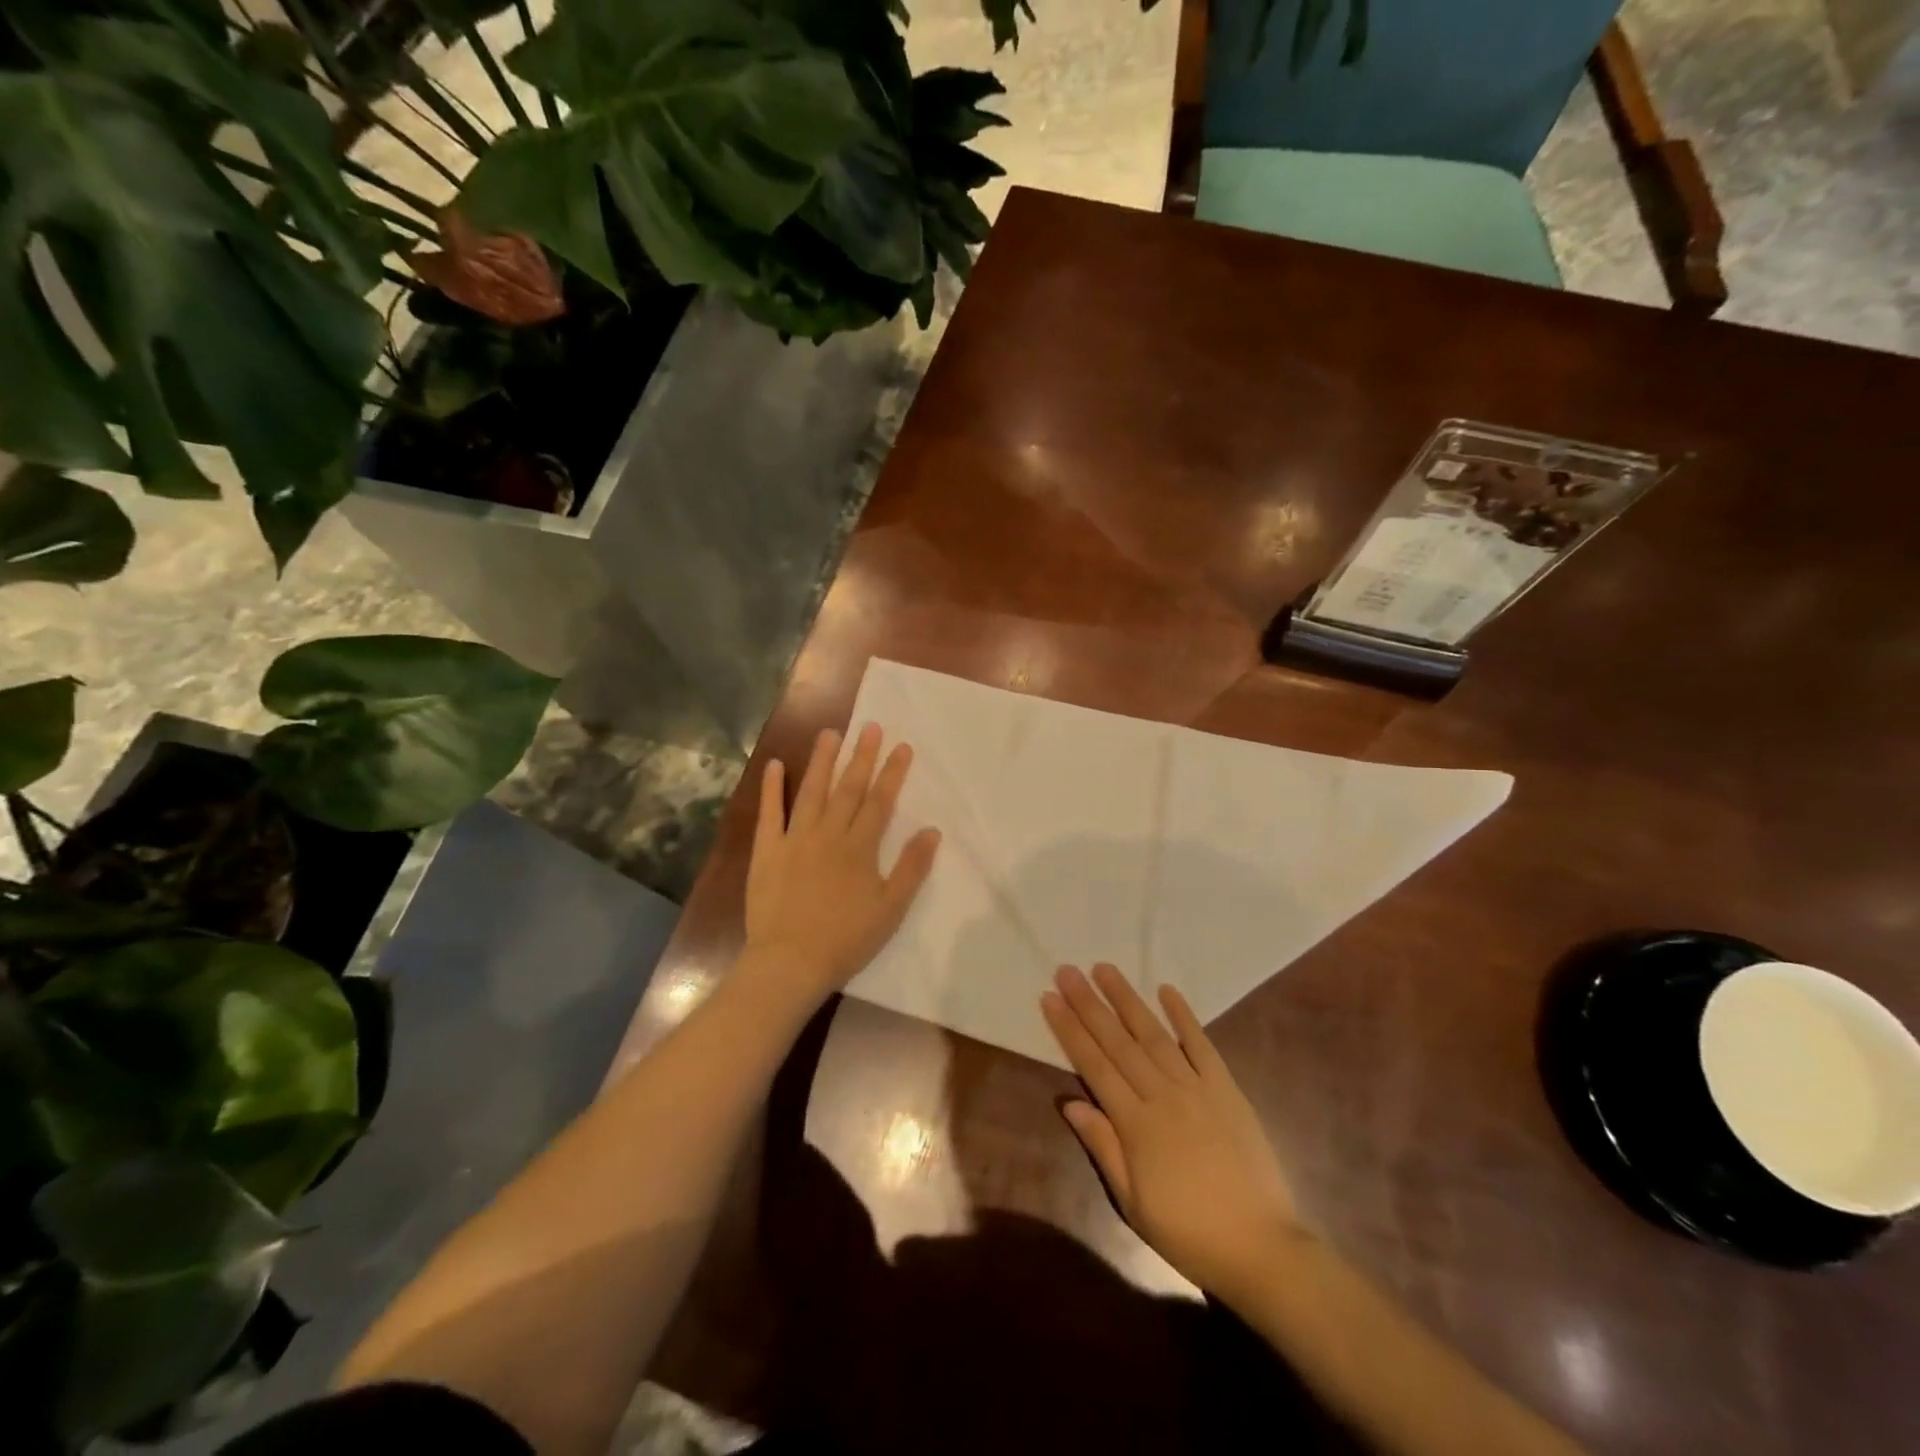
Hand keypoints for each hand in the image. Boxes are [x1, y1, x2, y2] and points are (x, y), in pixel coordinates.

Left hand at [742, 724, 941, 1007]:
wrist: (790, 961)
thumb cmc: (846, 939)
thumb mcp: (890, 908)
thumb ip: (911, 868)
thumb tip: (932, 831)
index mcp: (859, 847)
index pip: (880, 801)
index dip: (892, 773)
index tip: (901, 746)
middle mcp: (828, 834)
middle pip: (848, 788)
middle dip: (862, 756)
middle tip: (870, 727)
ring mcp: (795, 839)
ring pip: (811, 791)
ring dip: (822, 761)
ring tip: (830, 733)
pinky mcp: (767, 850)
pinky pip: (769, 813)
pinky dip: (772, 788)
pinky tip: (775, 765)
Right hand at [1042, 964, 1304, 1298]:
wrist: (1261, 1249)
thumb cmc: (1188, 1232)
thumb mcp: (1133, 1202)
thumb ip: (1103, 1146)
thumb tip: (1069, 1102)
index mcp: (1136, 1124)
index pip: (1094, 1065)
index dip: (1070, 1030)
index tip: (1050, 998)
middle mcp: (1163, 1095)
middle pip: (1119, 1042)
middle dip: (1089, 1004)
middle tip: (1067, 971)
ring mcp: (1197, 1088)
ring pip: (1154, 1034)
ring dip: (1127, 1000)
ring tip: (1105, 969)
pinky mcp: (1227, 1089)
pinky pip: (1202, 1045)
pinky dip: (1184, 1016)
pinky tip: (1166, 990)